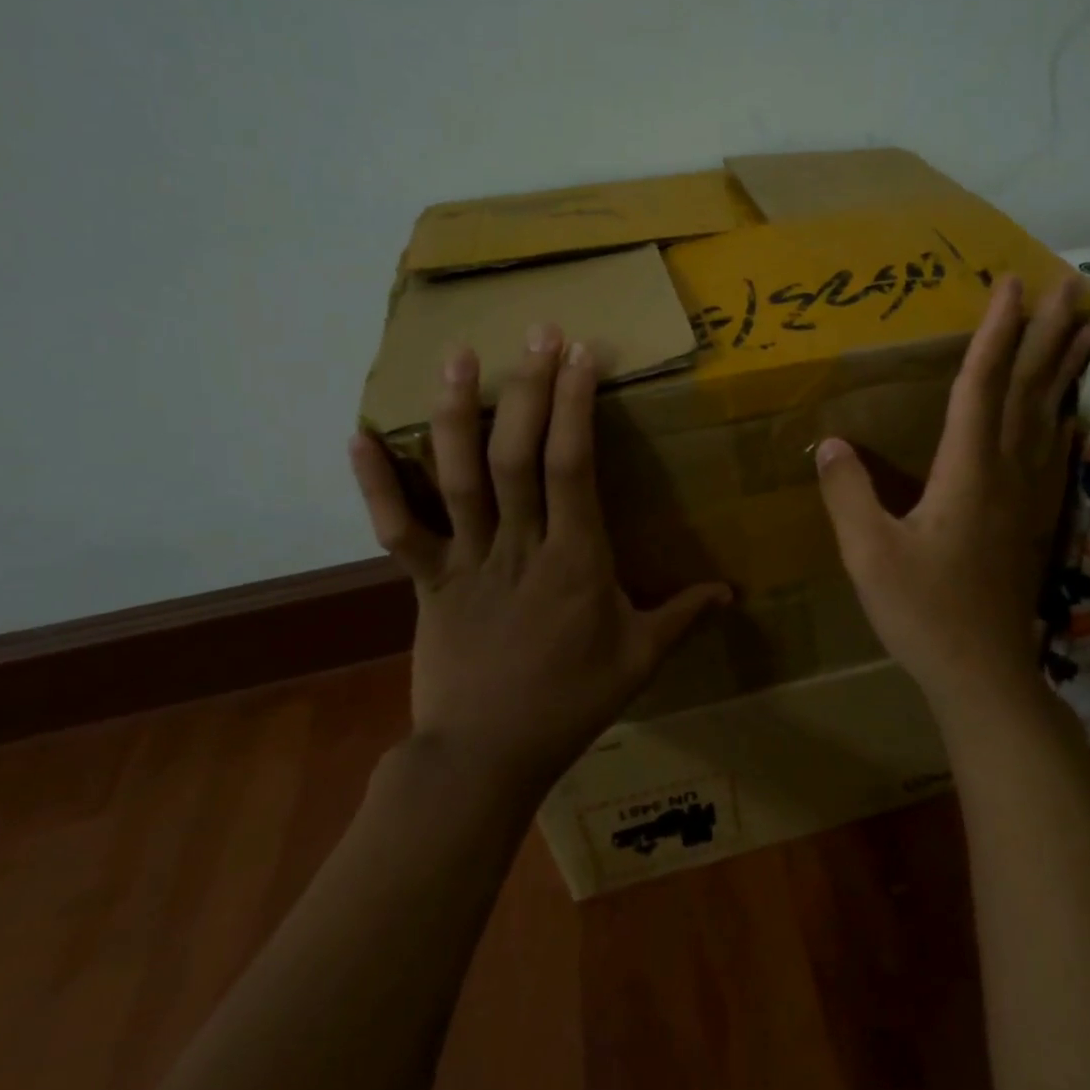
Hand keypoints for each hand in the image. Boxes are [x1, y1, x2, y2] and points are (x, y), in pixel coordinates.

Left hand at [349, 326, 731, 790]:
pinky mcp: (426, 581)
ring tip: (459, 357)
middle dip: (530, 388)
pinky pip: (397, 528)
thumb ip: (683, 617)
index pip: (575, 468)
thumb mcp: (639, 661)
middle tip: (539, 332)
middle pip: (518, 455)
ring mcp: (466, 560)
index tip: (584, 356)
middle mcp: (518, 545)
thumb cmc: (569, 704)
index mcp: (575, 559)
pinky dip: (375, 483)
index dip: (578, 407)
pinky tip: (359, 434)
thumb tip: (731, 592)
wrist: (484, 757)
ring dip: (456, 414)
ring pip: (458, 477)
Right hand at [815, 275, 1089, 709]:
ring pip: (1050, 417)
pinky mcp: (1031, 519)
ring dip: (1067, 369)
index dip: (995, 333)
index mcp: (967, 472)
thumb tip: (831, 444)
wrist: (982, 673)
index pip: (981, 386)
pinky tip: (1067, 410)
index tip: (1010, 284)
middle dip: (1047, 334)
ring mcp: (1026, 496)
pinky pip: (1051, 450)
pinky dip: (1063, 416)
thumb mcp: (869, 554)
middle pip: (1029, 391)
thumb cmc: (923, 613)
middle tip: (1071, 285)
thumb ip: (848, 495)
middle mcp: (1005, 472)